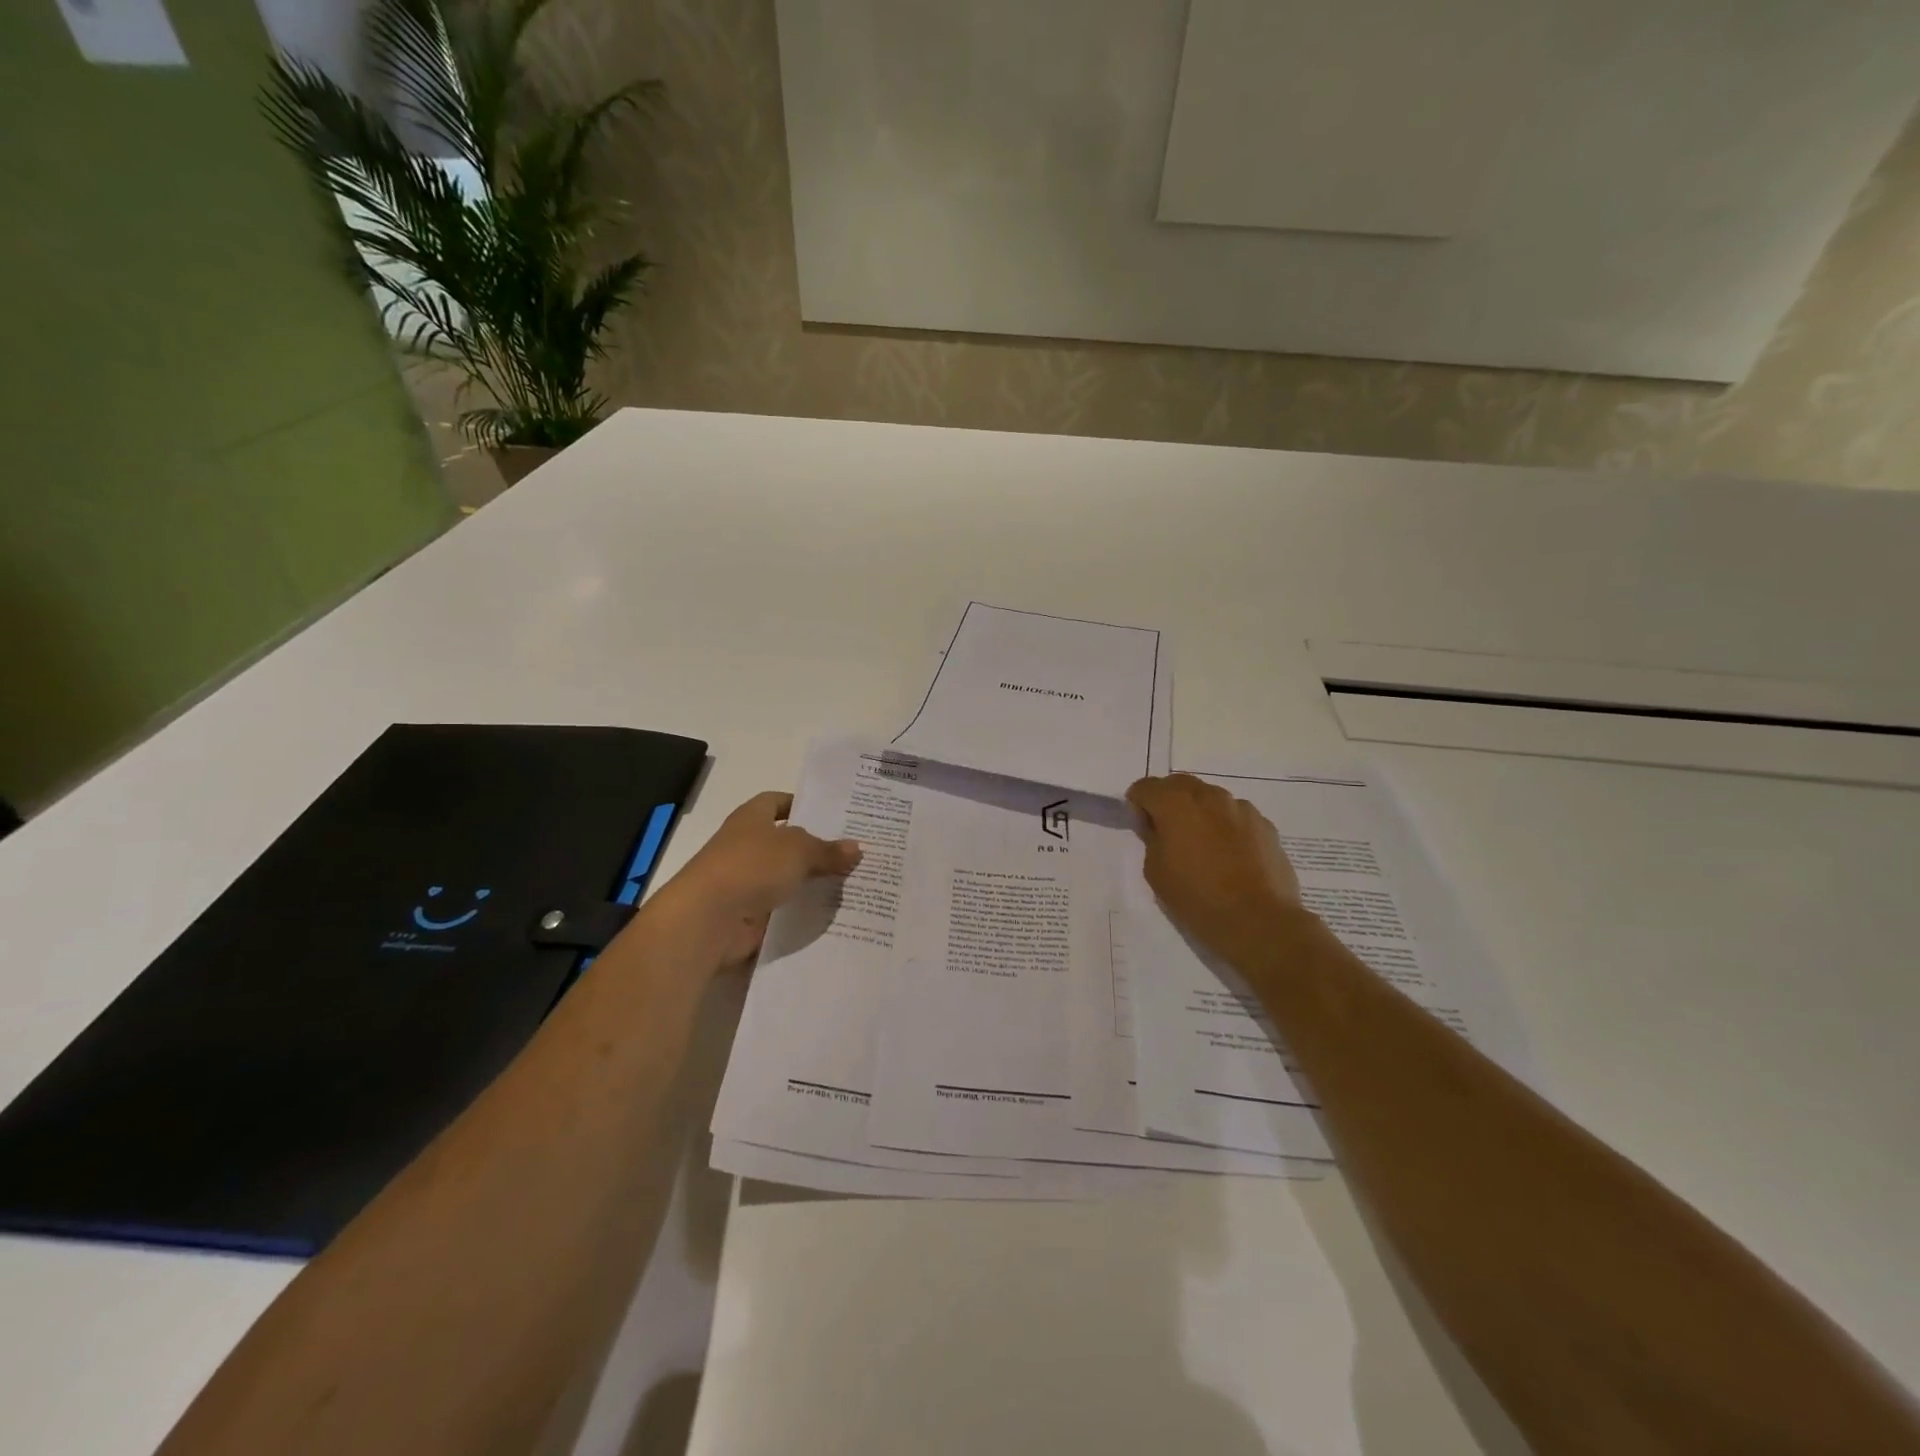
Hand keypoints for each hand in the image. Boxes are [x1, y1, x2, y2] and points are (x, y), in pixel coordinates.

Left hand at [654, 791, 861, 965]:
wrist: (708, 919)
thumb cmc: (751, 867)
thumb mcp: (798, 851)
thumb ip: (828, 850)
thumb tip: (856, 848)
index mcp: (752, 818)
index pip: (777, 802)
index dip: (801, 805)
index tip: (833, 815)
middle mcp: (747, 846)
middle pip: (787, 842)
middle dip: (816, 847)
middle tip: (855, 851)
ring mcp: (747, 882)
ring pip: (787, 878)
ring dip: (812, 882)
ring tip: (853, 883)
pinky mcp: (750, 914)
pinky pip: (783, 909)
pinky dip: (803, 912)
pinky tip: (834, 913)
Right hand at [1126, 773, 1304, 973]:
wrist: (1259, 921)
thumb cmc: (1197, 899)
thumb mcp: (1156, 872)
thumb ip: (1151, 839)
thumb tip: (1156, 826)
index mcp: (1176, 804)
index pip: (1145, 787)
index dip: (1138, 804)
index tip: (1141, 827)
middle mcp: (1209, 796)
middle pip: (1179, 784)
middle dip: (1168, 800)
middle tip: (1167, 831)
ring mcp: (1241, 808)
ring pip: (1210, 798)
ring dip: (1199, 811)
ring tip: (1202, 845)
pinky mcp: (1265, 825)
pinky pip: (1235, 816)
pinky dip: (1225, 826)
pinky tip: (1229, 855)